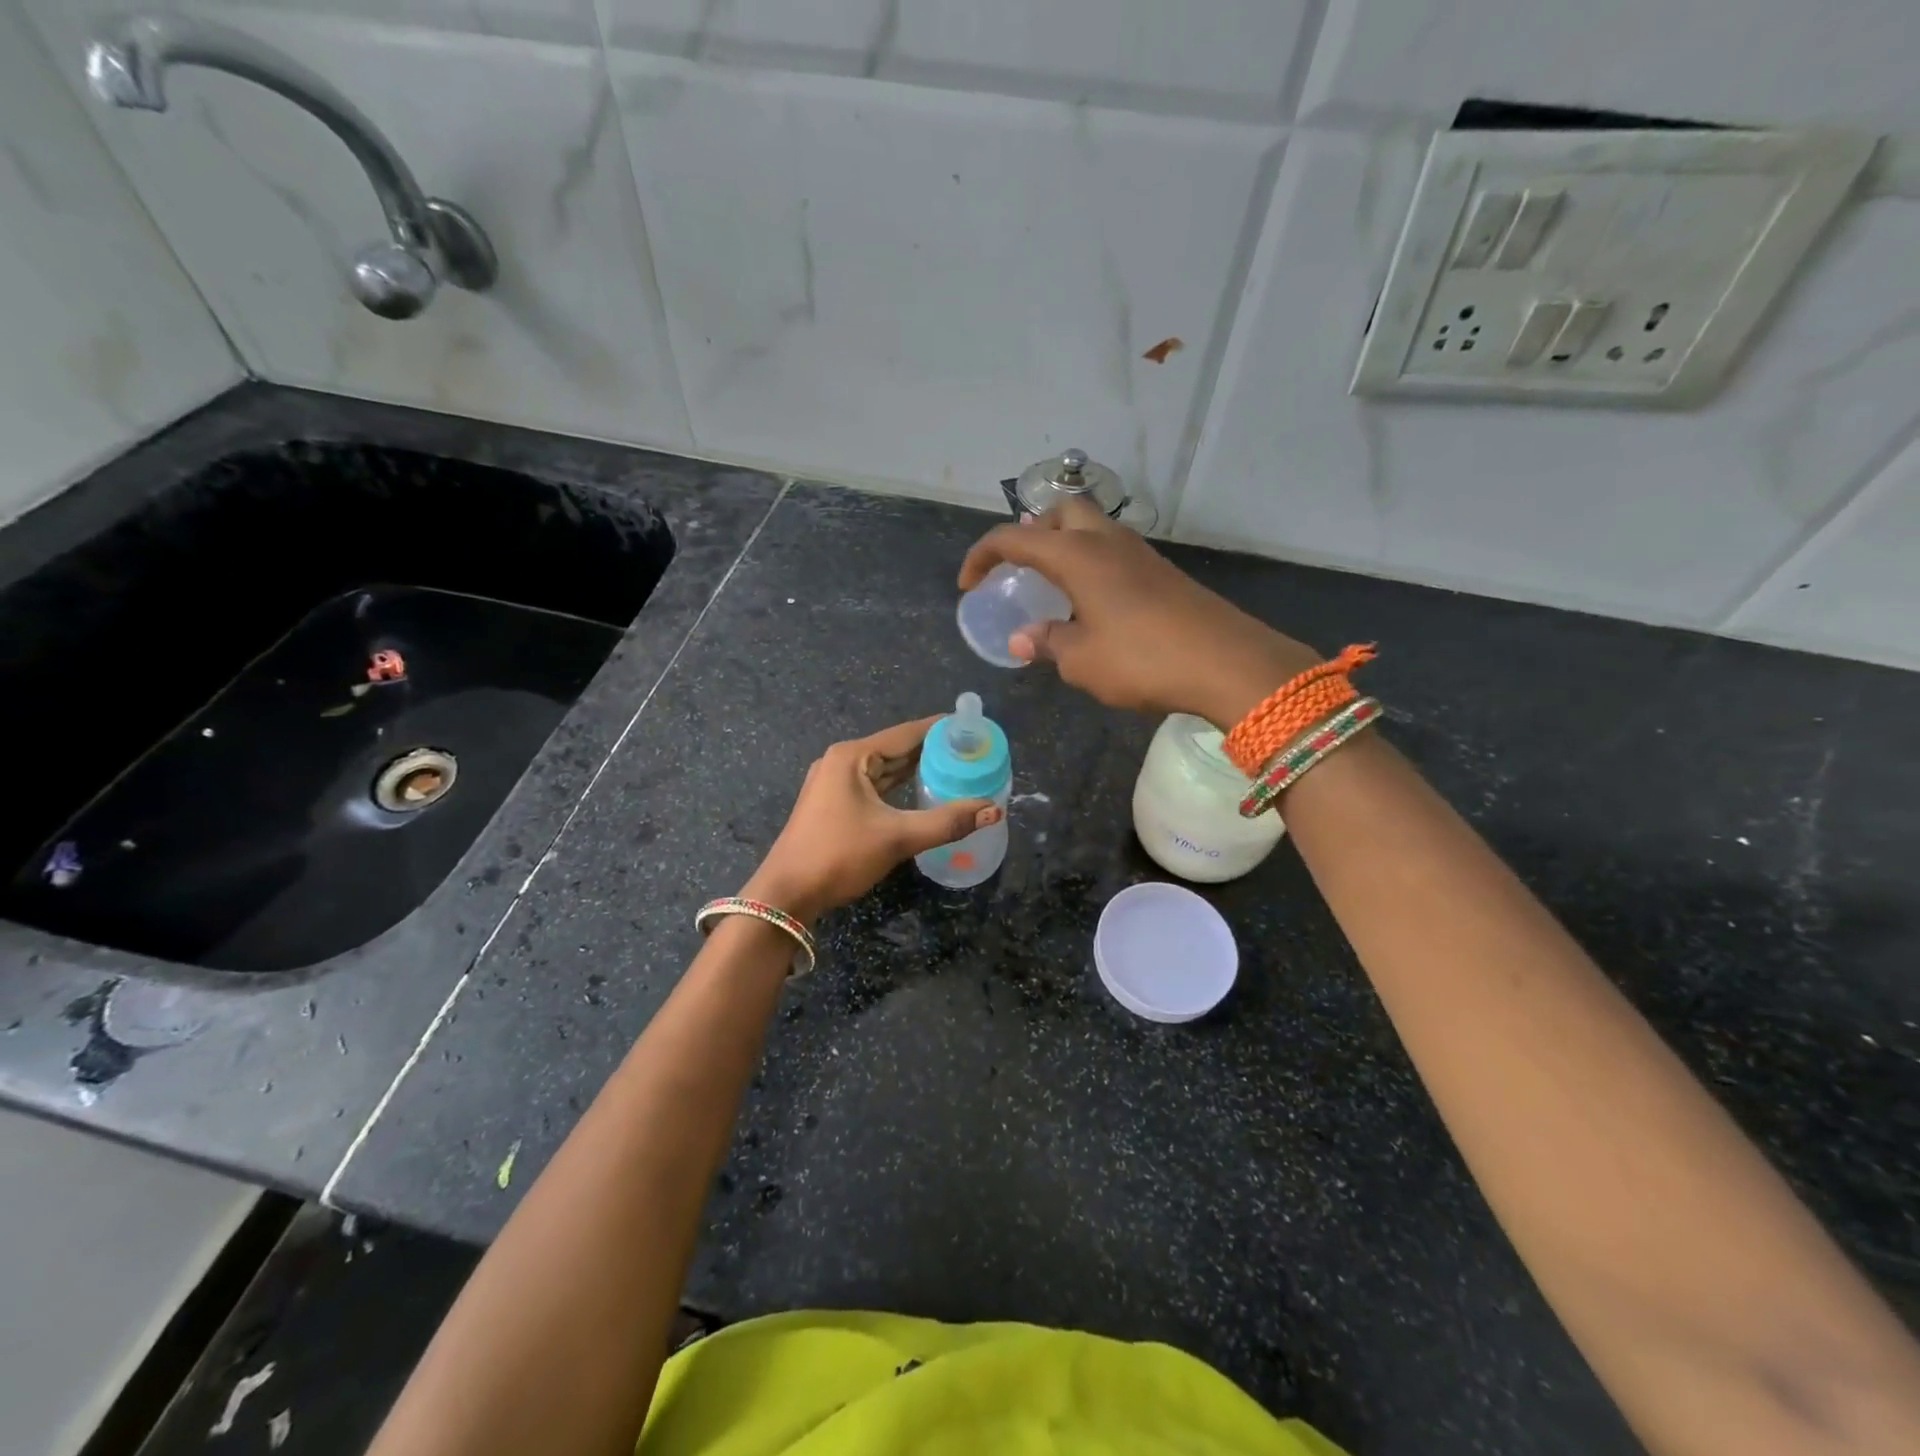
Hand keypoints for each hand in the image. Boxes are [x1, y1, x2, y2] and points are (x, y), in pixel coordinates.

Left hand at [741, 717, 1001, 925]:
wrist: (786, 894)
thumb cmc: (839, 856)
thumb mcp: (897, 837)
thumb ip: (947, 822)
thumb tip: (994, 810)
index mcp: (852, 756)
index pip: (906, 733)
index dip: (941, 730)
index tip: (973, 728)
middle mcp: (842, 761)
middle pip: (896, 749)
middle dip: (933, 751)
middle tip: (972, 753)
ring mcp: (834, 783)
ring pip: (885, 769)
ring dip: (917, 770)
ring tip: (956, 769)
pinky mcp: (834, 803)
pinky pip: (875, 786)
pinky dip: (899, 787)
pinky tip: (922, 791)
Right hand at [958, 498, 1320, 728]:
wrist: (1226, 661)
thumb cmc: (1141, 658)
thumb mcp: (1081, 660)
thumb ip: (1047, 644)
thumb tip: (1023, 638)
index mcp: (1077, 556)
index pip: (1014, 538)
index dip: (982, 556)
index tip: (969, 585)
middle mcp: (1106, 541)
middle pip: (1060, 512)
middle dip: (1032, 532)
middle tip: (1022, 569)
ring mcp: (1139, 553)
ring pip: (1092, 529)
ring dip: (1065, 547)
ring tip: (1053, 589)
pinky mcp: (1162, 572)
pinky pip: (1113, 552)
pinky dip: (1091, 564)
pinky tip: (1093, 605)